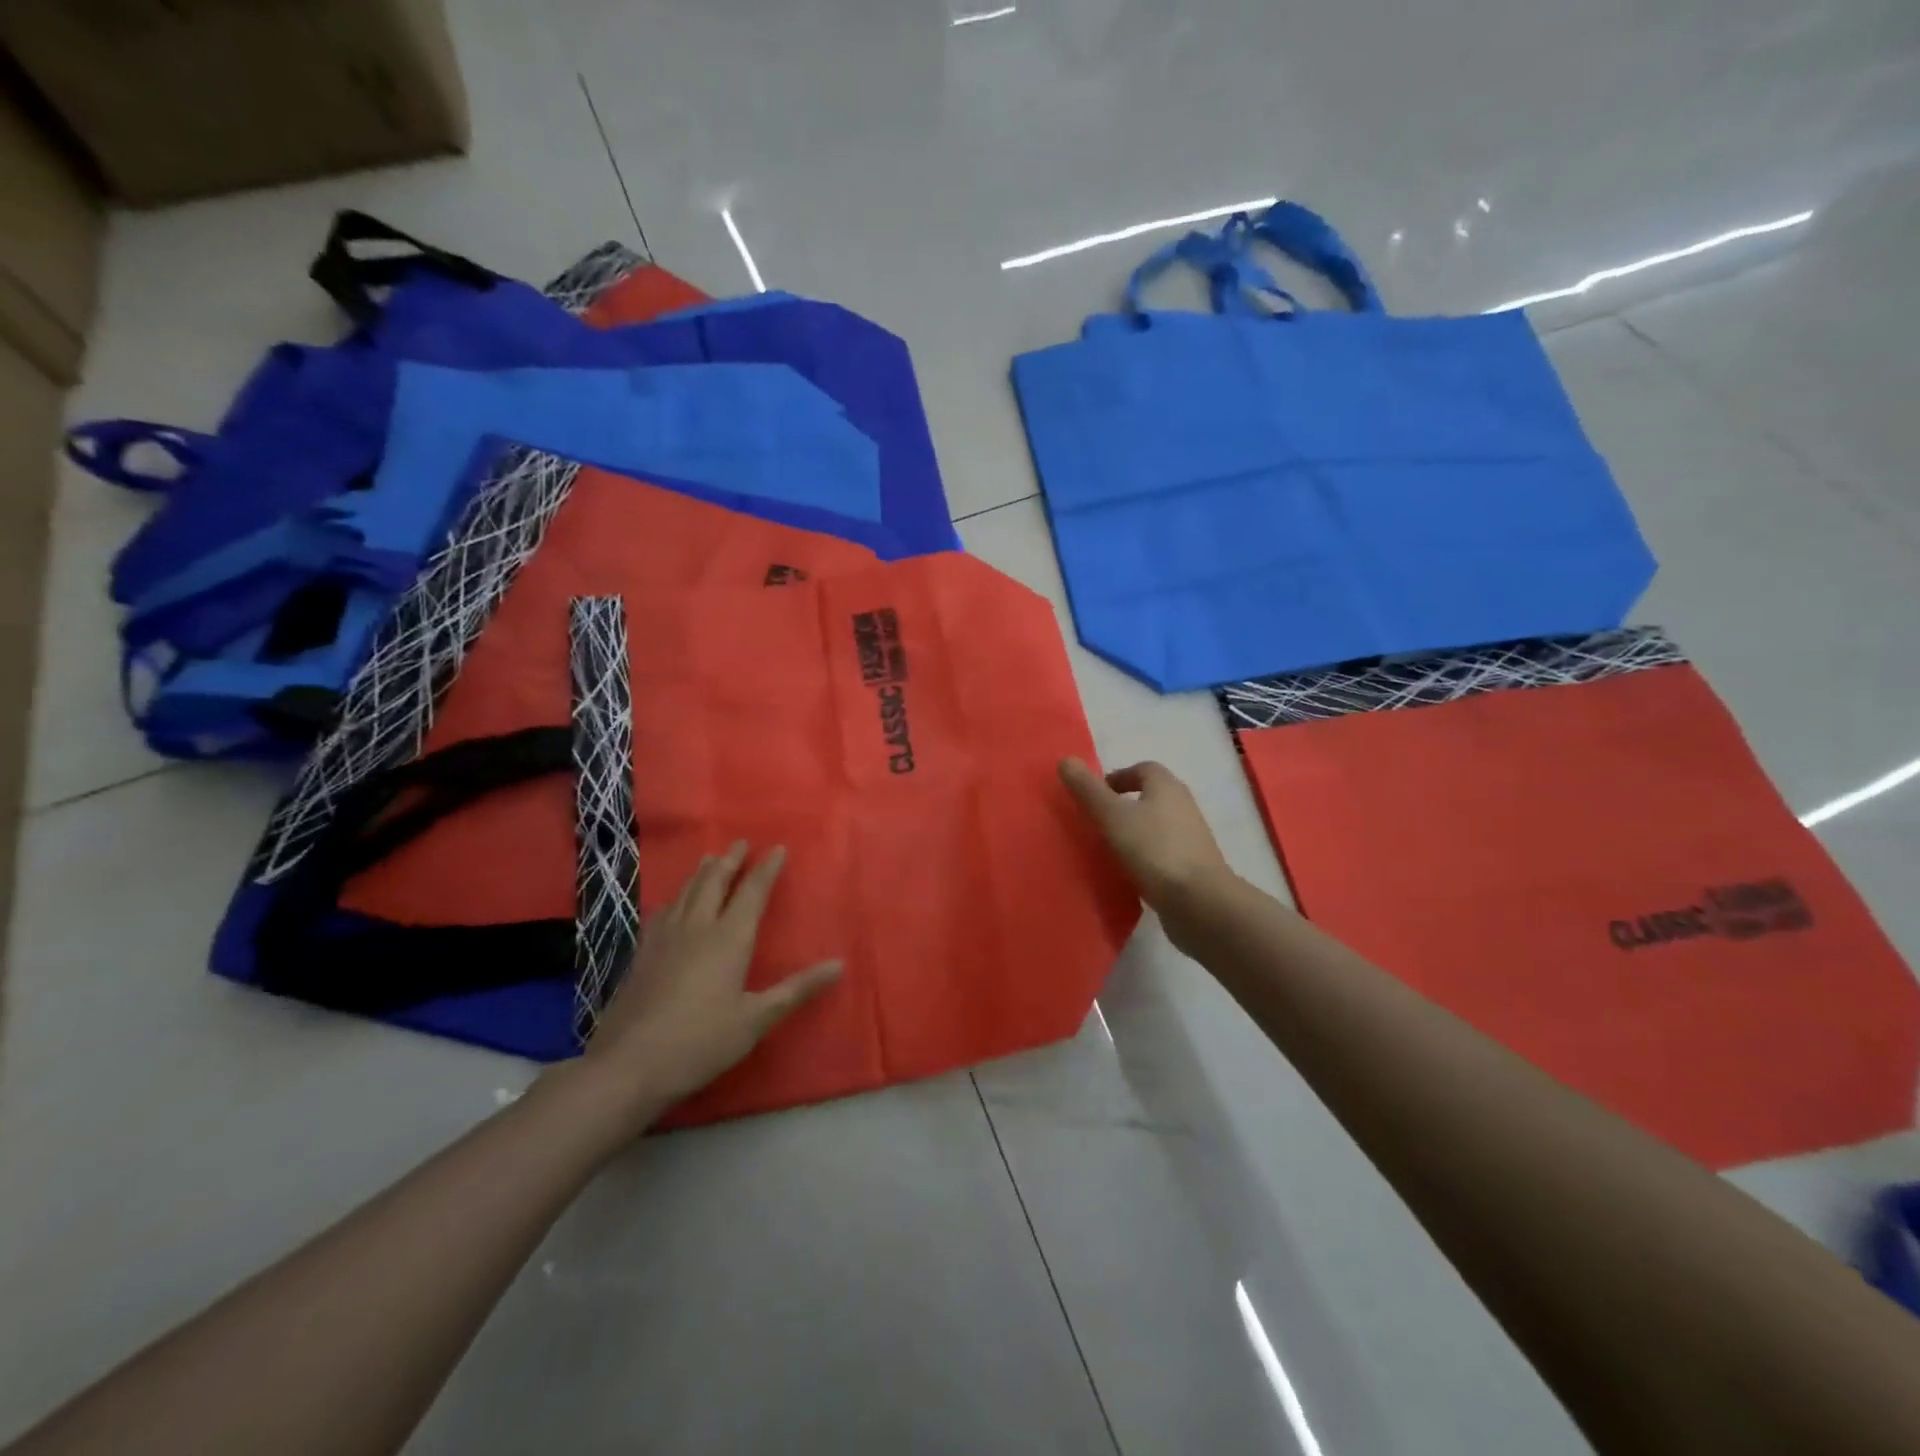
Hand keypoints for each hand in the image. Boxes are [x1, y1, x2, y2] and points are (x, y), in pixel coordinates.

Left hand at [578, 842, 841, 1124]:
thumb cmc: (702, 1041)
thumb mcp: (757, 1019)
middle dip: (730, 861)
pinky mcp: (643, 953)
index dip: (766, 869)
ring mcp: (665, 938)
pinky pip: (664, 910)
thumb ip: (797, 989)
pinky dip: (677, 896)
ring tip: (711, 858)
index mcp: (729, 939)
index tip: (777, 848)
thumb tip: (839, 965)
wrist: (629, 1064)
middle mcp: (697, 928)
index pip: (752, 893)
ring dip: (702, 872)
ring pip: (687, 892)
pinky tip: (673, 901)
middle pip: (715, 882)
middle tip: (740, 842)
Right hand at [1059, 758, 1231, 910]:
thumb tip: (1066, 760)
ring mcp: (1190, 837)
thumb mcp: (1112, 816)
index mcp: (1167, 786)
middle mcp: (1183, 805)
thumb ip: (1088, 790)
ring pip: (1156, 825)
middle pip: (1150, 796)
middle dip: (1123, 804)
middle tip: (1096, 821)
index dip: (1117, 777)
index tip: (1094, 796)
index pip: (1142, 769)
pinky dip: (1144, 856)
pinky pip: (1162, 852)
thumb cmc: (1154, 849)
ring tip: (1107, 848)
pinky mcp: (1192, 866)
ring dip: (1134, 831)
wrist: (1199, 901)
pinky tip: (1128, 871)